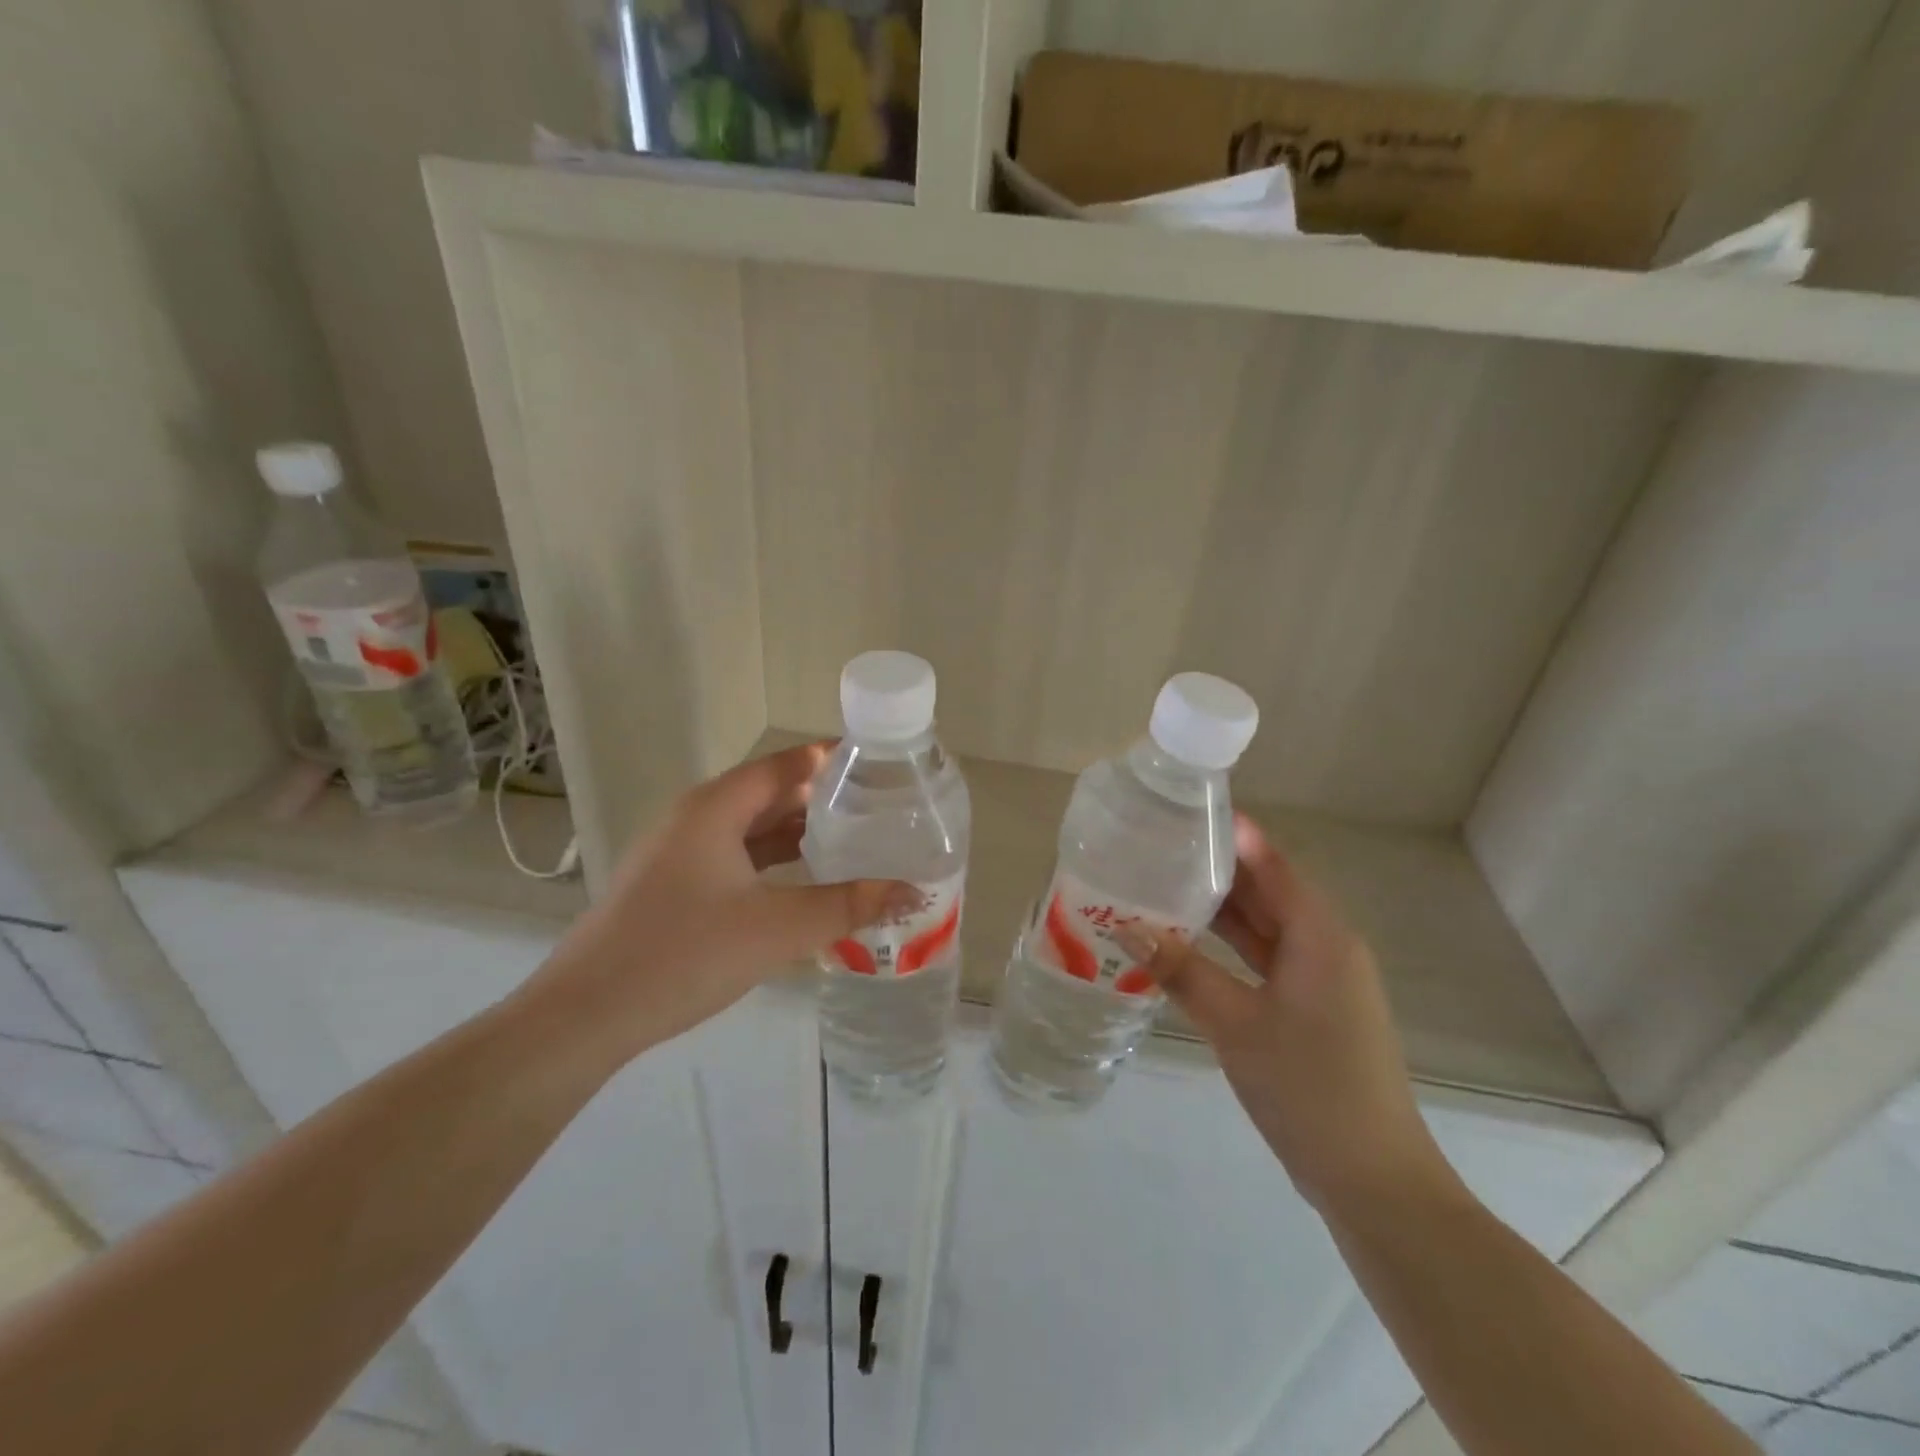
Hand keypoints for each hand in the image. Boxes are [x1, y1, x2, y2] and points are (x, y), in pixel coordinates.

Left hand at [533, 743, 917, 1061]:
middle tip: (880, 806)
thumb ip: (849, 906)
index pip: (787, 764)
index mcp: (716, 808)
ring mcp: (680, 852)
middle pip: (771, 792)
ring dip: (799, 832)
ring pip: (752, 828)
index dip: (833, 758)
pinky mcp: (674, 885)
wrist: (585, 1016)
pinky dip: (773, 861)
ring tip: (854, 839)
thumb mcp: (778, 929)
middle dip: (824, 797)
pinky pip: (735, 857)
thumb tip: (914, 892)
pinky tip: (804, 881)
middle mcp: (696, 817)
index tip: (882, 764)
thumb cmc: (683, 954)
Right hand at [1121, 815, 1456, 1216]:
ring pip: (1264, 927)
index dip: (1235, 835)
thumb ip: (1182, 971)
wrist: (1371, 1179)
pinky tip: (1187, 944)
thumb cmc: (1308, 1087)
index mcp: (1320, 936)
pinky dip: (1230, 948)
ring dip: (1220, 910)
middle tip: (1159, 847)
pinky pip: (1265, 959)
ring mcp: (1321, 980)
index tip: (1187, 810)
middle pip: (1268, 891)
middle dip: (1217, 869)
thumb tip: (1125, 927)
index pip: (1273, 865)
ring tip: (1162, 885)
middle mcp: (1325, 947)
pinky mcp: (1311, 1008)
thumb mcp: (1235, 1024)